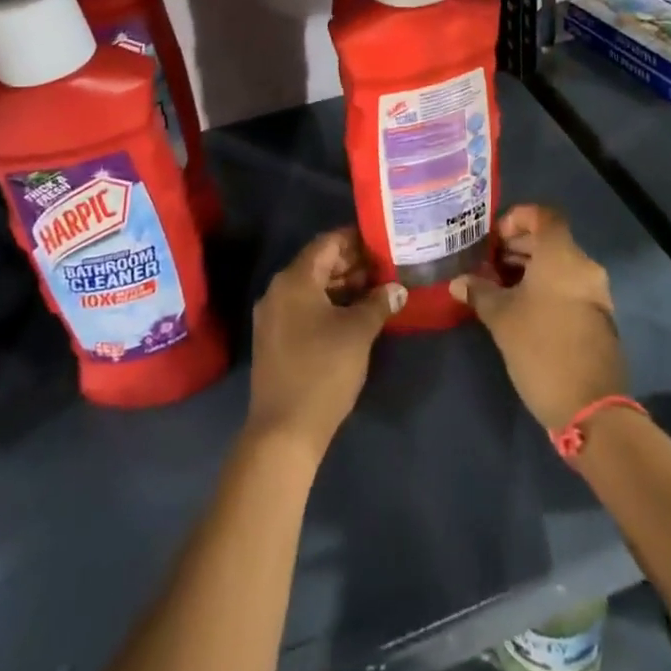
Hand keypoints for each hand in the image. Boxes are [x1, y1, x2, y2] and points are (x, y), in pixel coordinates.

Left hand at [247, 227, 403, 460]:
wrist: (284, 431)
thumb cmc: (323, 370)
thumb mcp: (358, 332)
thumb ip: (378, 303)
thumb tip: (397, 289)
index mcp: (294, 280)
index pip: (327, 243)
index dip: (355, 239)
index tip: (381, 240)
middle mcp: (278, 291)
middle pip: (318, 264)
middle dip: (351, 264)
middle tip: (385, 266)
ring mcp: (273, 317)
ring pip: (311, 288)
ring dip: (342, 286)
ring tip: (376, 290)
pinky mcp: (275, 340)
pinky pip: (304, 308)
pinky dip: (329, 305)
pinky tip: (354, 316)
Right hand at [451, 205, 627, 431]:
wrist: (591, 407)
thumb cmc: (541, 348)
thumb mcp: (501, 318)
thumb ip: (479, 291)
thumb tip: (458, 281)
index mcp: (562, 255)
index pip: (543, 215)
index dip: (517, 218)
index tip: (493, 238)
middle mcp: (584, 266)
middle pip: (550, 239)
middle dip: (517, 246)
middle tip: (487, 264)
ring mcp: (595, 293)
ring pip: (559, 265)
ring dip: (530, 269)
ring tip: (498, 288)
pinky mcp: (598, 317)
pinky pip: (568, 286)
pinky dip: (545, 287)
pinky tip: (520, 309)